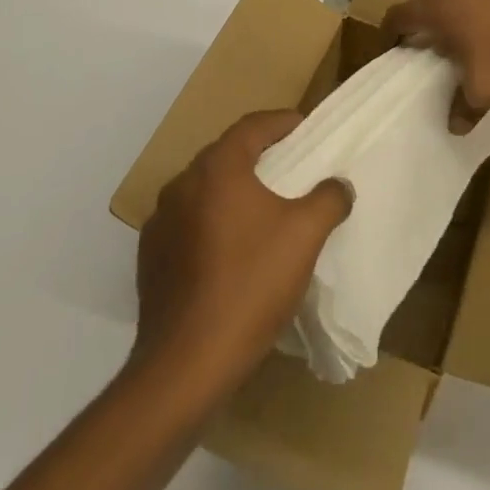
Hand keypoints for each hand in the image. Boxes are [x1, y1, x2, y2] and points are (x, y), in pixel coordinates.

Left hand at [132, 111, 351, 392]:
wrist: (185, 366)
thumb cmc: (250, 284)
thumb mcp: (305, 235)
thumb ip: (329, 198)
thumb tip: (339, 185)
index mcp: (217, 167)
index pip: (253, 125)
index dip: (283, 123)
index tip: (306, 130)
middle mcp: (182, 183)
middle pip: (227, 155)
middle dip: (260, 158)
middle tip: (291, 170)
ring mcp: (160, 222)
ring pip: (205, 192)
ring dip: (234, 193)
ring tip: (263, 213)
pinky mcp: (150, 259)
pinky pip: (188, 225)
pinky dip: (212, 226)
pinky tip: (231, 254)